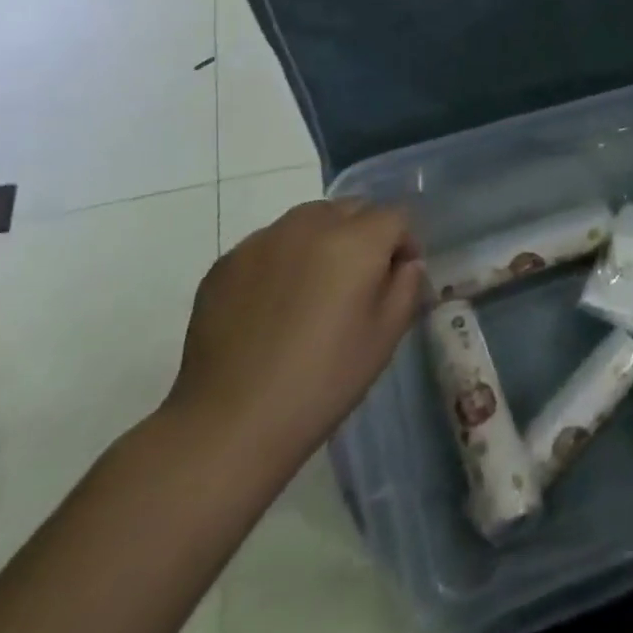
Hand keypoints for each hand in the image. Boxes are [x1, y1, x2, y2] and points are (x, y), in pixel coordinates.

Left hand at [164, 200, 424, 476]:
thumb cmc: (322, 381)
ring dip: (323, 239)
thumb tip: (405, 263)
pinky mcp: (226, 262)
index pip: (394, 216)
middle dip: (364, 233)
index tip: (398, 276)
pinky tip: (274, 304)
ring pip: (308, 219)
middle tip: (358, 281)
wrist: (230, 423)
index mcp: (356, 241)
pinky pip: (269, 243)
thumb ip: (406, 286)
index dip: (404, 243)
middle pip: (351, 208)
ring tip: (315, 287)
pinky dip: (283, 259)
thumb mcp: (385, 337)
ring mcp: (262, 241)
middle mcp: (309, 226)